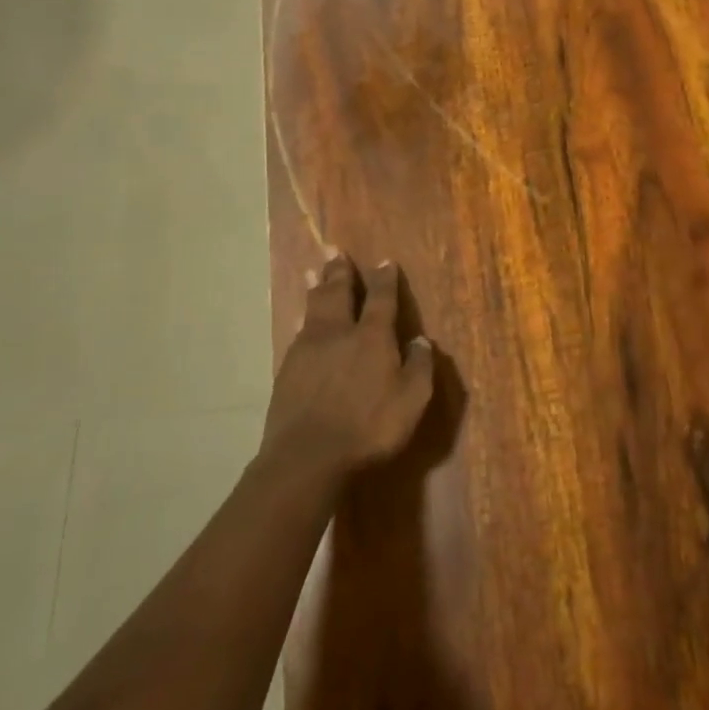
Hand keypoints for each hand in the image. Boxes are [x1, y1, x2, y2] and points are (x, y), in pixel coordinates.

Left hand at [261, 253, 436, 485]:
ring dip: (317, 287)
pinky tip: (301, 319)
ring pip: (313, 308)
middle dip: (340, 271)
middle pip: (338, 293)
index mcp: (371, 337)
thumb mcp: (411, 401)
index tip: (384, 261)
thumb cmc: (368, 428)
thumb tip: (421, 341)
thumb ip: (419, 367)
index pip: (380, 298)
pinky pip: (298, 332)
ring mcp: (308, 350)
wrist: (306, 458)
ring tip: (315, 272)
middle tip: (335, 251)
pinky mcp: (287, 370)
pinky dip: (303, 317)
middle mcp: (338, 333)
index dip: (384, 279)